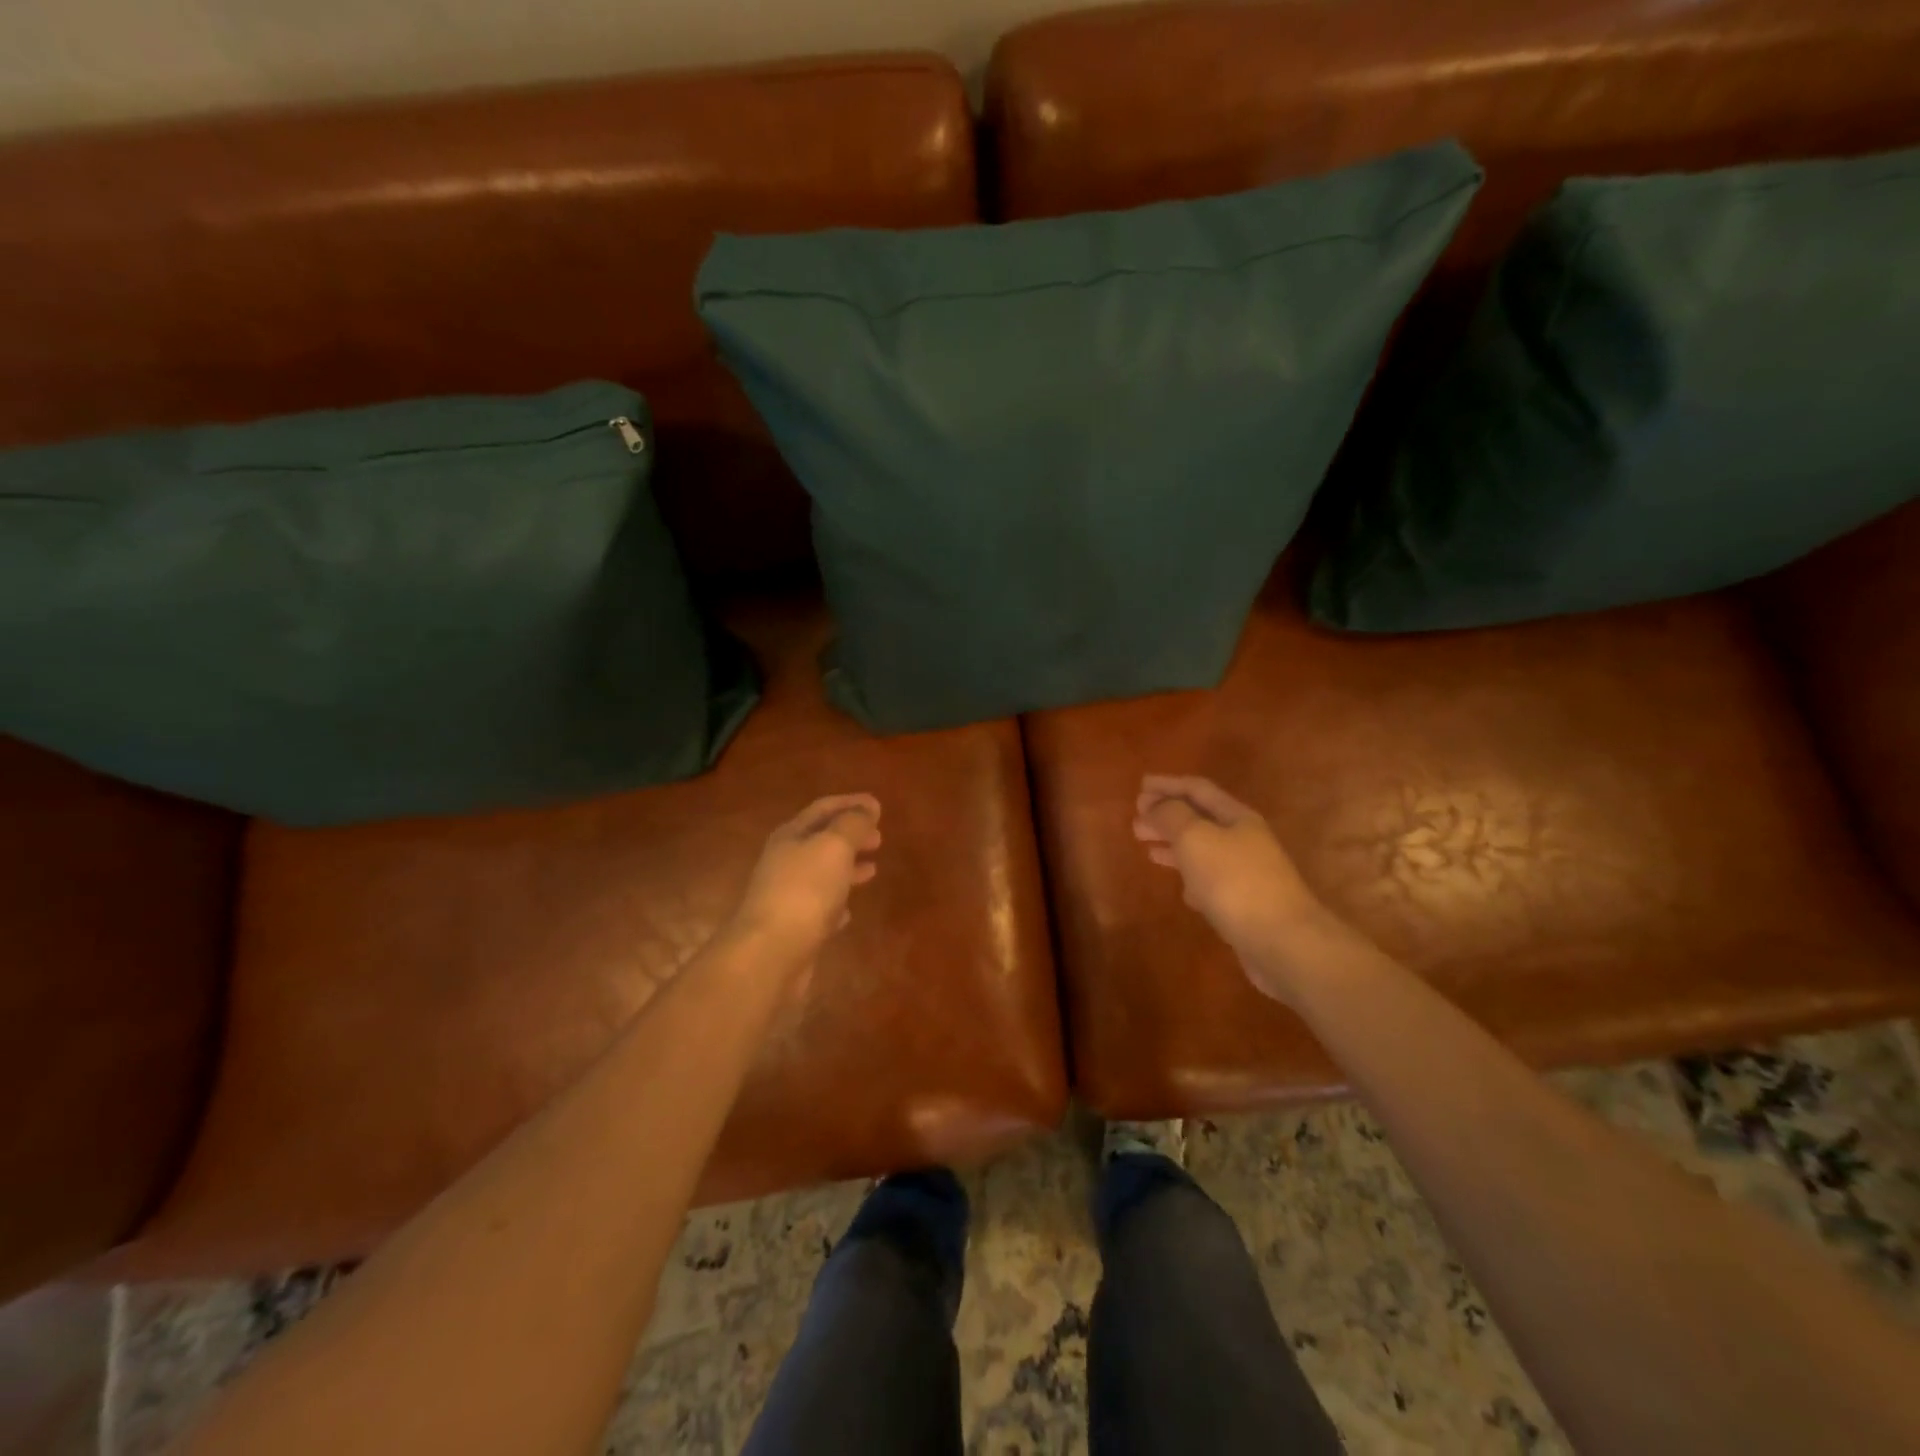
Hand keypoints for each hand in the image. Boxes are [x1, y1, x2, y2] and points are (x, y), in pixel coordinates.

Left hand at [729, 794, 881, 967]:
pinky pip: (820, 909)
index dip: (851, 803)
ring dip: (847, 868)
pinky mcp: (794, 928)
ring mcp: (787, 896)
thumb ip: (852, 824)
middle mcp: (785, 862)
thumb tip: (868, 807)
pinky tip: (849, 912)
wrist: (770, 953)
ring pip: (822, 874)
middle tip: (879, 838)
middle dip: (851, 836)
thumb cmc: (805, 890)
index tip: (878, 805)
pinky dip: (837, 904)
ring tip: (873, 870)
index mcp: (791, 836)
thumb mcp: (834, 847)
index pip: (823, 809)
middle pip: (821, 841)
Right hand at [1133, 775, 1328, 996]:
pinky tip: (1180, 888)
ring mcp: (1247, 873)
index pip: (1198, 789)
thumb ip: (1172, 816)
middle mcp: (1245, 840)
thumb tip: (1156, 805)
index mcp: (1236, 817)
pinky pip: (1212, 882)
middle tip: (1136, 820)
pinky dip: (1191, 878)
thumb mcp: (1195, 838)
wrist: (1283, 942)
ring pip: (1203, 851)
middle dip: (1167, 816)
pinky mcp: (1245, 905)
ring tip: (1147, 849)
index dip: (1168, 785)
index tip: (1139, 787)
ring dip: (1174, 846)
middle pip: (1200, 819)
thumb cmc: (1235, 882)